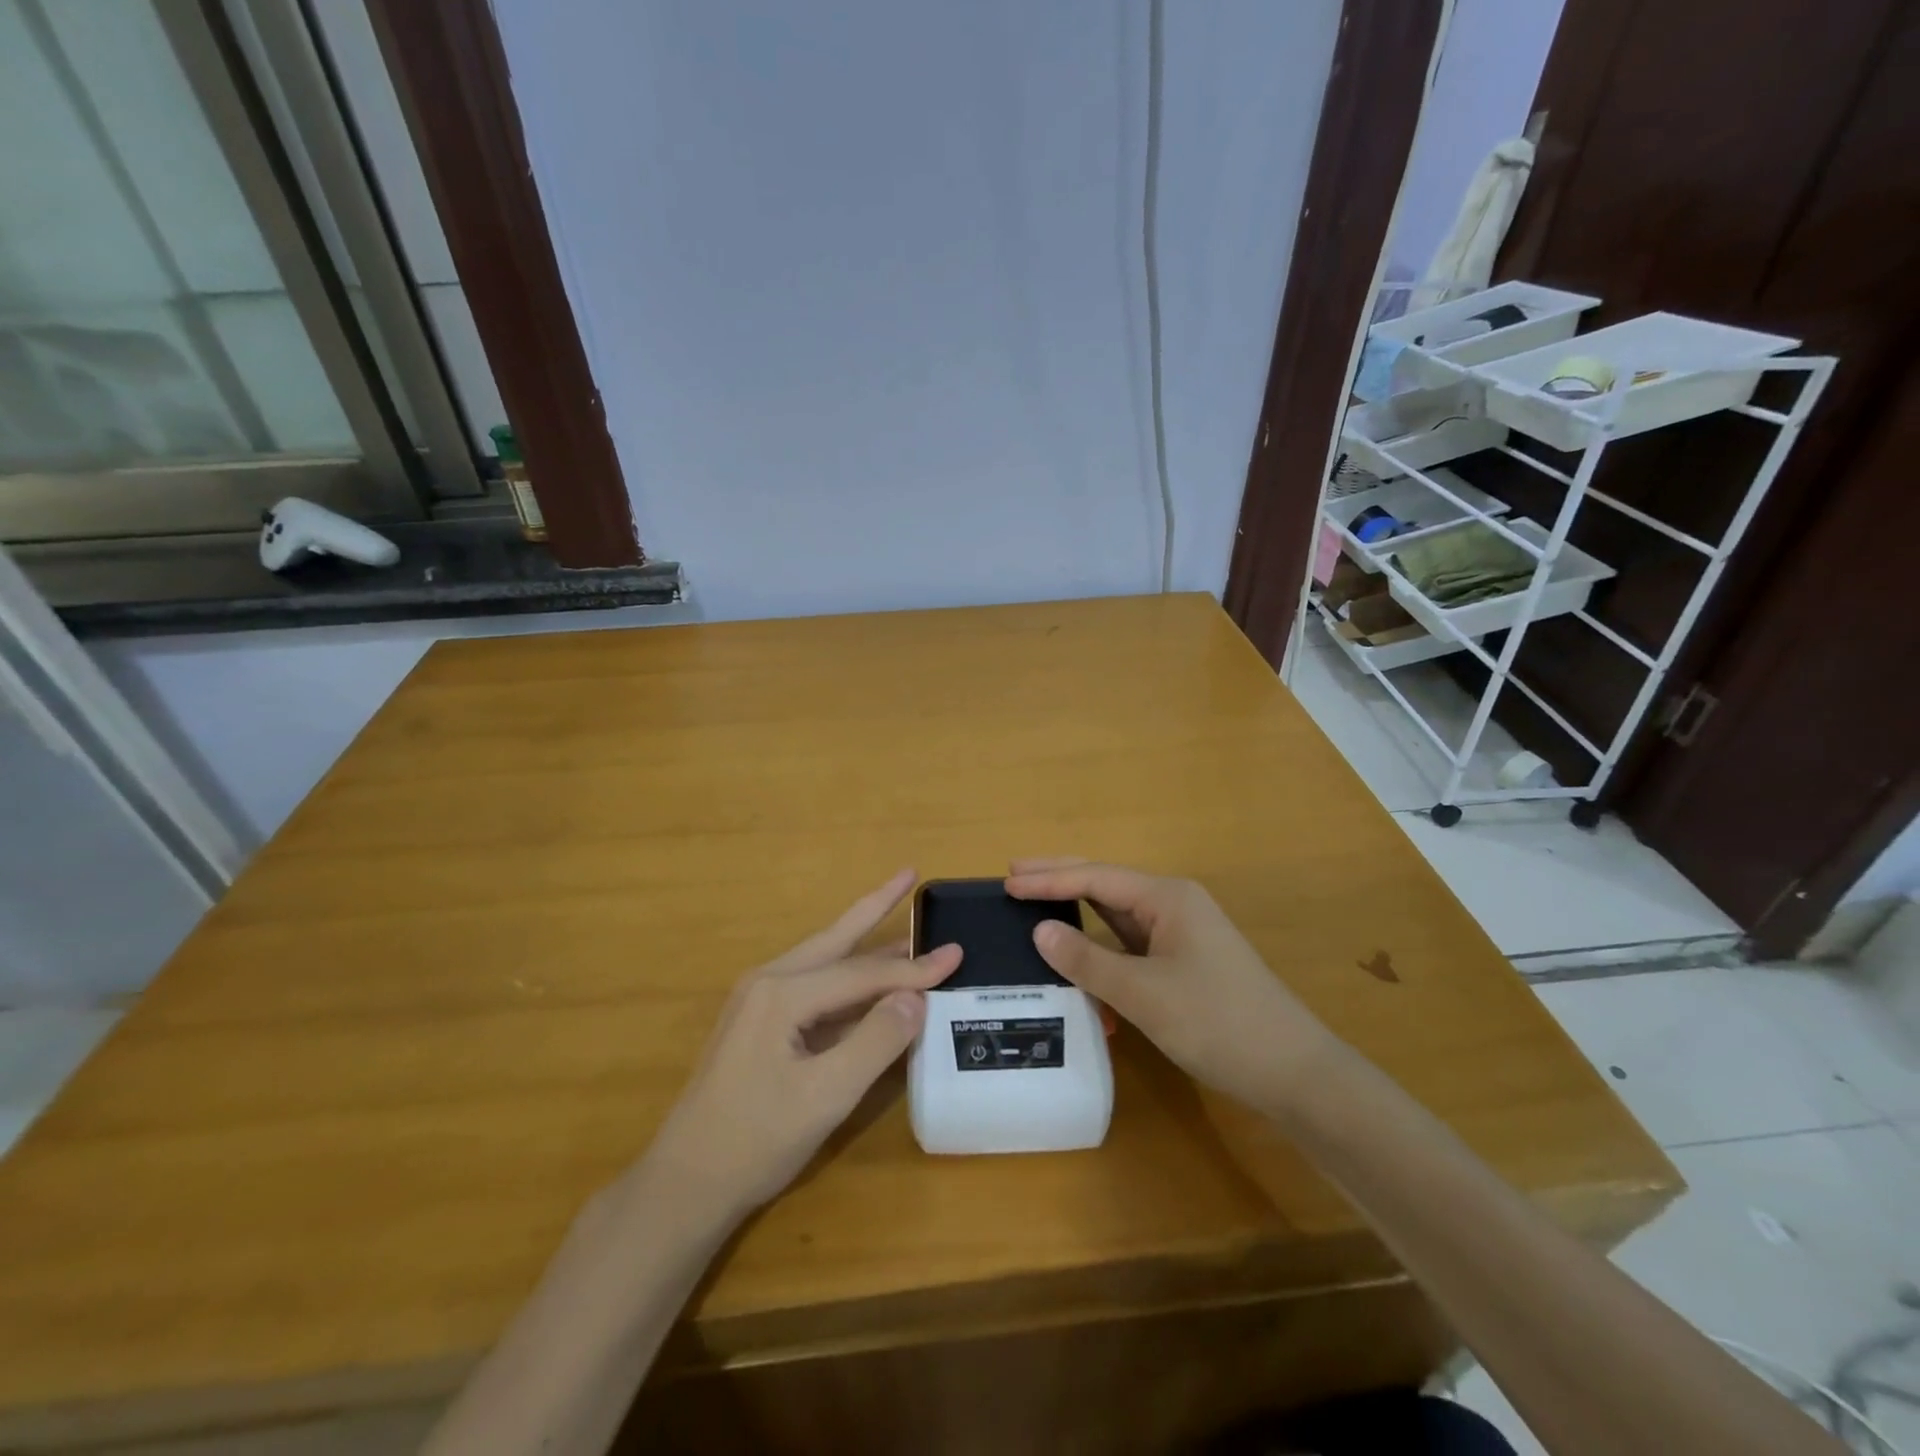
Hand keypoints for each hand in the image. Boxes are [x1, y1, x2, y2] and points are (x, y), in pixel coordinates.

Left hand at [638, 870, 959, 1222]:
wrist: (683, 1186)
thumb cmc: (755, 1141)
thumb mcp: (826, 1096)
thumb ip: (875, 1041)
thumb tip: (916, 998)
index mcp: (782, 993)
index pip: (862, 973)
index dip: (913, 968)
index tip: (957, 955)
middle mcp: (768, 982)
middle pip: (836, 938)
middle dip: (875, 906)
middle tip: (909, 874)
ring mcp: (758, 1001)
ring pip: (824, 959)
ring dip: (863, 939)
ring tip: (899, 916)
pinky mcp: (758, 1024)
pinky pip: (813, 987)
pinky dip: (847, 976)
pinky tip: (867, 980)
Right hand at [1005, 859, 1334, 1114]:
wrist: (1292, 1071)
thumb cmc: (1218, 1022)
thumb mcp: (1144, 993)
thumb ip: (1088, 960)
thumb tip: (1040, 931)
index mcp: (1167, 898)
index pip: (1096, 878)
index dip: (1049, 880)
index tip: (1007, 882)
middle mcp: (1173, 905)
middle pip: (1106, 884)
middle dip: (1060, 878)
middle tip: (1013, 875)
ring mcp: (1179, 934)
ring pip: (1116, 914)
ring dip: (1077, 909)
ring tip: (1034, 903)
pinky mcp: (1181, 963)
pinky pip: (1129, 944)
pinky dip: (1099, 947)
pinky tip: (1075, 953)